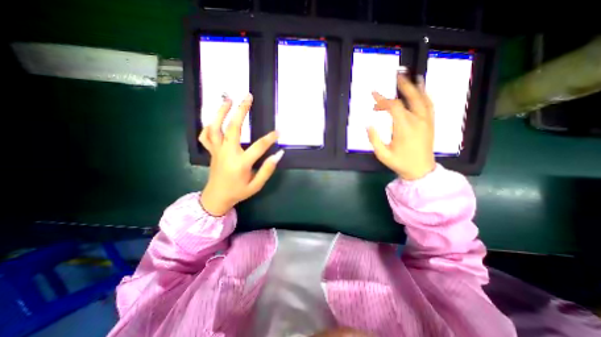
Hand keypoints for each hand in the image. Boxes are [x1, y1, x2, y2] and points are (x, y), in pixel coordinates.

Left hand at [198, 94, 282, 216]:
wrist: (216, 198)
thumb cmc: (238, 192)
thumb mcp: (256, 185)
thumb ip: (267, 169)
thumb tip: (279, 154)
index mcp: (240, 163)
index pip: (258, 147)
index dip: (270, 138)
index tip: (279, 131)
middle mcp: (227, 153)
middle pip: (233, 128)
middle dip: (241, 110)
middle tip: (248, 97)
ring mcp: (217, 151)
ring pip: (216, 127)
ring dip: (221, 111)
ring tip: (228, 99)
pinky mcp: (211, 151)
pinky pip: (205, 136)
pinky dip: (208, 125)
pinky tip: (215, 119)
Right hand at [367, 73, 437, 180]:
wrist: (421, 170)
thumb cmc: (400, 163)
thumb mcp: (382, 154)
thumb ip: (374, 139)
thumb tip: (368, 124)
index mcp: (404, 128)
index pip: (393, 107)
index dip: (382, 101)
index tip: (373, 97)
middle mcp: (417, 121)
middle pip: (410, 98)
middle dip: (402, 86)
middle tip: (396, 75)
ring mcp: (427, 121)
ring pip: (422, 99)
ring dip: (415, 86)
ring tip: (410, 76)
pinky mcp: (431, 123)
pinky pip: (430, 105)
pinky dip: (425, 95)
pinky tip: (422, 89)